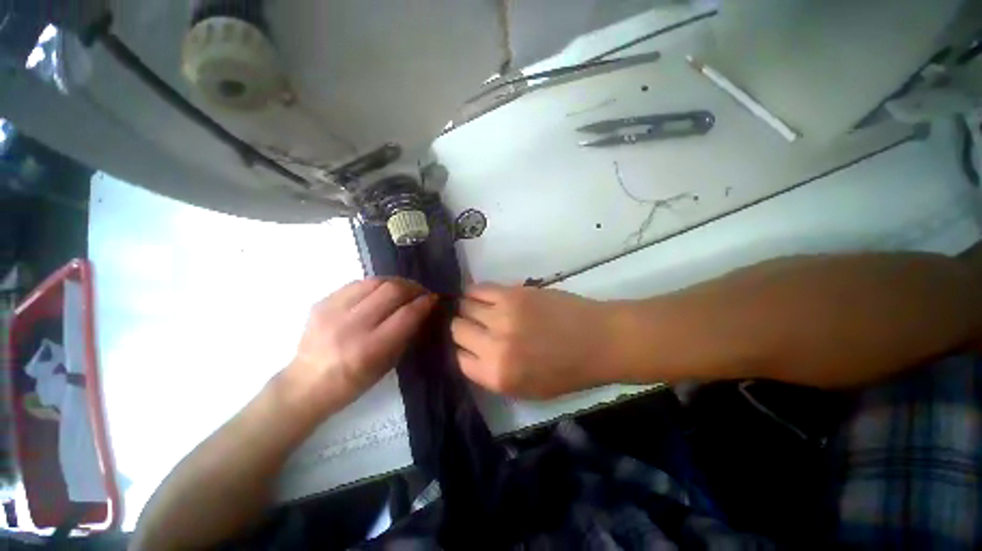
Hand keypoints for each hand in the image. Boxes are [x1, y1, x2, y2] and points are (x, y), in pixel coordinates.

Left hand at [286, 278, 436, 412]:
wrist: (306, 384)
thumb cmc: (353, 382)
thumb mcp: (387, 364)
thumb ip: (407, 334)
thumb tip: (423, 310)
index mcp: (369, 349)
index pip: (406, 314)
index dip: (425, 303)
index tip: (434, 299)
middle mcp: (351, 326)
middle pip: (392, 291)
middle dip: (413, 288)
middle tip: (421, 292)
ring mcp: (333, 311)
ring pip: (376, 281)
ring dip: (397, 283)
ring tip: (404, 289)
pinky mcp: (322, 302)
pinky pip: (358, 283)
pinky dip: (376, 285)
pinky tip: (381, 292)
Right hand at [452, 284, 619, 398]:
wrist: (598, 339)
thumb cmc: (567, 370)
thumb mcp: (527, 389)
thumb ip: (492, 374)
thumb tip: (470, 353)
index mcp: (497, 375)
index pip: (459, 359)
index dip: (462, 350)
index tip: (468, 344)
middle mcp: (494, 345)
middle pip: (458, 330)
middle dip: (462, 328)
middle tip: (473, 325)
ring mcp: (502, 315)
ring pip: (465, 306)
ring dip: (467, 308)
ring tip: (477, 309)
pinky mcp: (512, 293)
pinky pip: (479, 288)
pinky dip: (474, 292)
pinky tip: (481, 295)